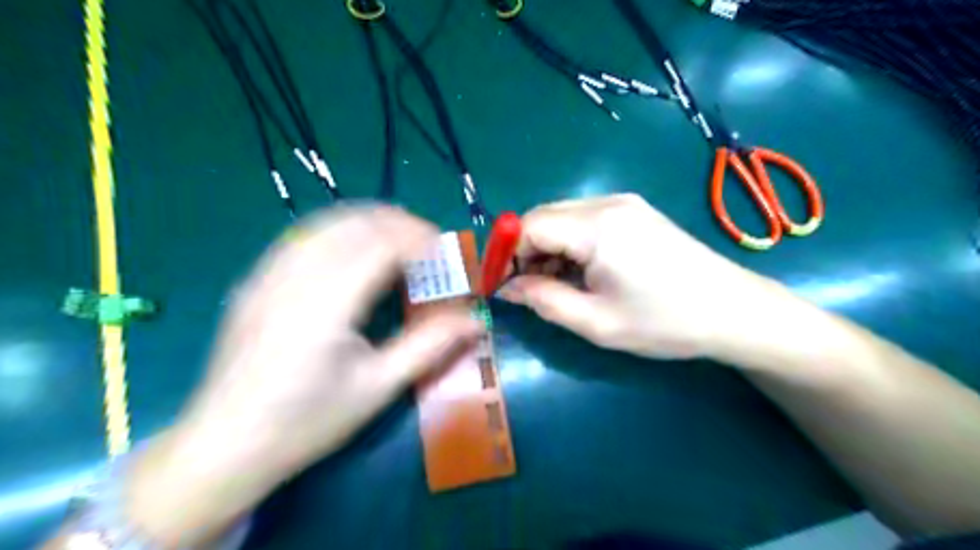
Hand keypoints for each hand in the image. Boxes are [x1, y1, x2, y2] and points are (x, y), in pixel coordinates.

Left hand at [126, 206, 483, 544]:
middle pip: (355, 223)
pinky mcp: (256, 280)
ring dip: (370, 222)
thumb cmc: (307, 422)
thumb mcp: (378, 388)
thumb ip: (430, 346)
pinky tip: (354, 253)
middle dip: (399, 224)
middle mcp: (294, 276)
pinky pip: (304, 236)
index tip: (446, 252)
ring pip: (327, 222)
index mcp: (326, 304)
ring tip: (398, 242)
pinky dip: (340, 231)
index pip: (381, 244)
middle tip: (429, 246)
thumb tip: (475, 321)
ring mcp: (268, 274)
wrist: (224, 446)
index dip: (419, 239)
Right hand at [501, 194, 769, 359]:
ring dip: (546, 247)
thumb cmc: (665, 322)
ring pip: (562, 217)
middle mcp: (608, 203)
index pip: (529, 225)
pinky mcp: (634, 212)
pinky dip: (569, 243)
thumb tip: (507, 287)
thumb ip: (543, 300)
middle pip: (543, 216)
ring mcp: (624, 204)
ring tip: (553, 284)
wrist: (733, 310)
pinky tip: (580, 271)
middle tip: (524, 288)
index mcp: (598, 228)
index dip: (505, 252)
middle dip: (523, 250)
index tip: (497, 283)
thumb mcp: (596, 322)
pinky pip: (584, 220)